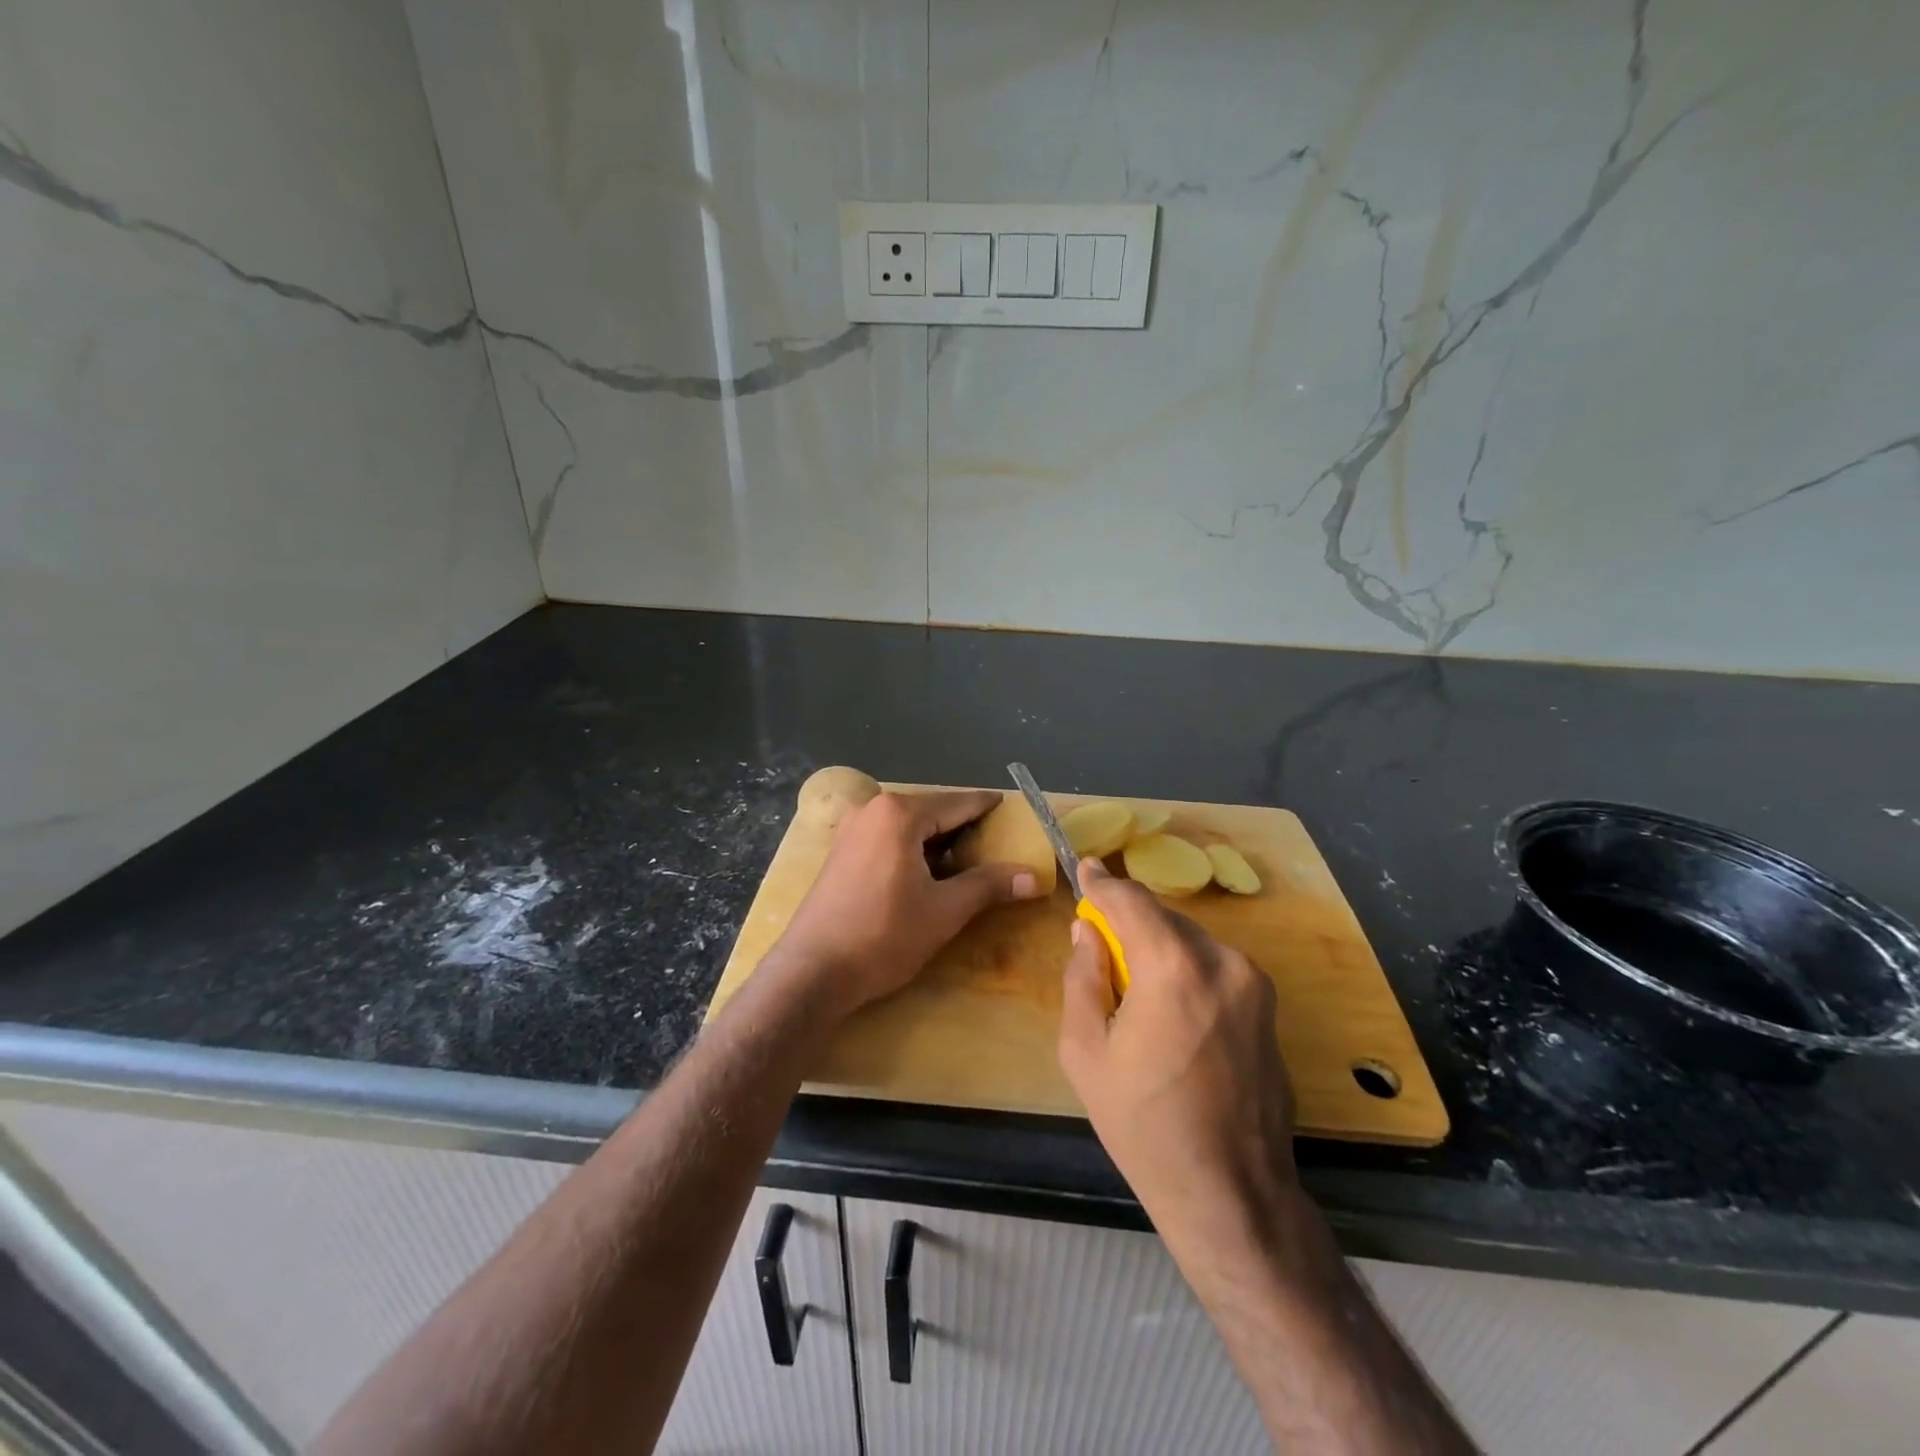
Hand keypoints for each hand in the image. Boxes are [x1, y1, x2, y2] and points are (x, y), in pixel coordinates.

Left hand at [771, 789, 1041, 1014]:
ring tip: (968, 861)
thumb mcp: (944, 910)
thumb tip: (1033, 877)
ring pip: (909, 827)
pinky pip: (888, 840)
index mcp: (899, 814)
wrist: (812, 972)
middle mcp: (872, 810)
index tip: (1012, 808)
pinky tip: (928, 874)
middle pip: (932, 812)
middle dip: (964, 827)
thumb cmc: (883, 935)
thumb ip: (989, 886)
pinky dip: (912, 850)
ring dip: (938, 842)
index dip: (988, 807)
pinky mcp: (840, 853)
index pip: (957, 803)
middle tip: (997, 843)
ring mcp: (851, 830)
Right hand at [1057, 859, 1298, 1239]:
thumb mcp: (1086, 1052)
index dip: (1103, 882)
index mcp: (1174, 967)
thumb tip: (1087, 933)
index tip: (1084, 869)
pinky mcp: (1268, 1006)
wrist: (1232, 1194)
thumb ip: (1082, 978)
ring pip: (1191, 941)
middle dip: (1129, 921)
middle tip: (1098, 940)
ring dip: (1158, 947)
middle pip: (1164, 918)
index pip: (1132, 900)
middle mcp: (1222, 961)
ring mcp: (1254, 983)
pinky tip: (1169, 1011)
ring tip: (1133, 985)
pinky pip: (1214, 967)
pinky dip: (1185, 969)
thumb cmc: (1145, 1125)